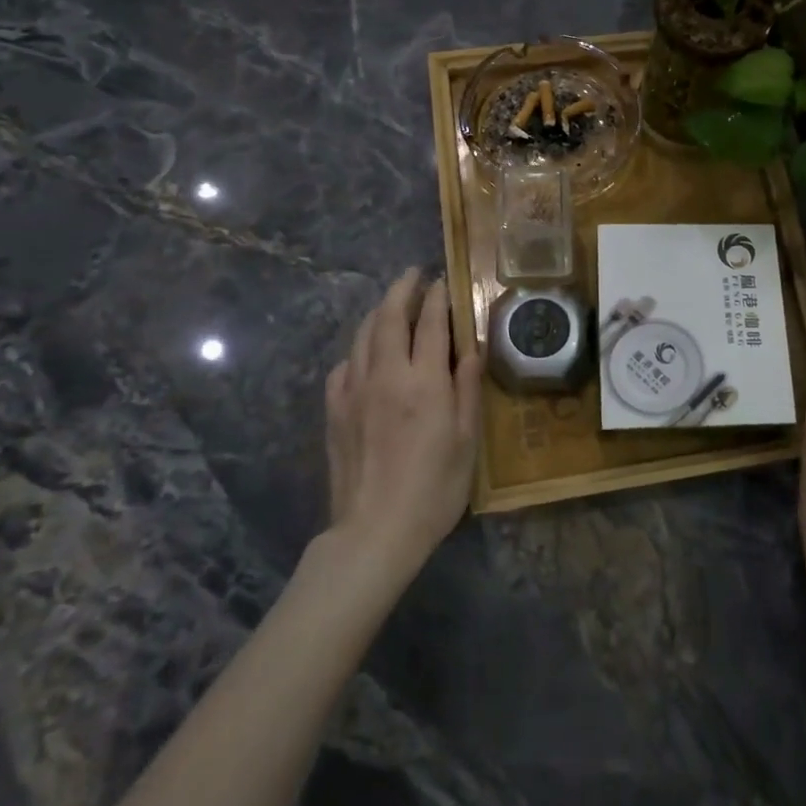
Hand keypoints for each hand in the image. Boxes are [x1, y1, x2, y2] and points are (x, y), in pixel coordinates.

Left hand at [322, 267, 482, 580]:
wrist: (375, 530)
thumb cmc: (434, 489)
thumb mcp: (467, 441)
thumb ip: (467, 389)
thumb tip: (470, 348)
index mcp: (425, 382)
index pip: (431, 323)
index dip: (438, 297)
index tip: (443, 280)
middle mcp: (387, 375)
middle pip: (390, 317)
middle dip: (403, 290)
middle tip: (414, 275)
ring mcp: (355, 391)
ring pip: (363, 336)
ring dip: (379, 312)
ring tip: (391, 303)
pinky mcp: (335, 411)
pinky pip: (344, 366)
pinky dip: (358, 350)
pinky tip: (365, 355)